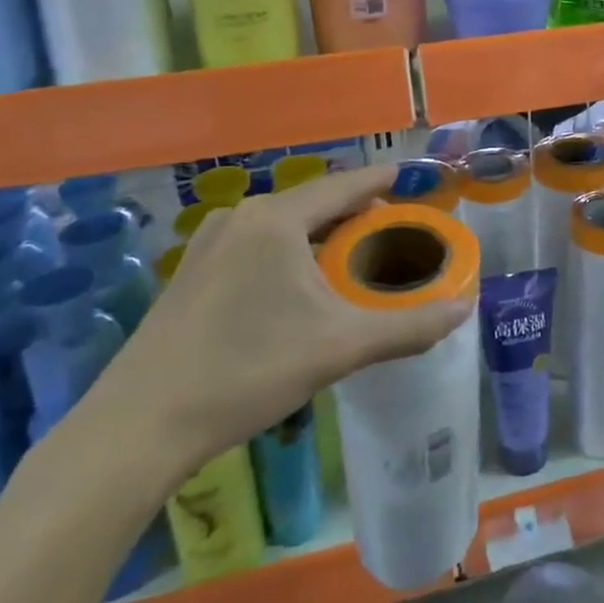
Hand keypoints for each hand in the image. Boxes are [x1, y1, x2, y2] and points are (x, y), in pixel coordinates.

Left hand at [86, 166, 475, 477]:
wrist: (139, 425)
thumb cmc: (247, 370)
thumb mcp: (338, 347)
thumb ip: (408, 326)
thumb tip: (464, 309)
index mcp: (277, 219)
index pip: (344, 185)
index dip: (381, 180)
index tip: (409, 177)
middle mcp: (241, 216)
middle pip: (314, 202)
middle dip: (354, 213)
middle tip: (391, 231)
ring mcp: (209, 243)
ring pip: (283, 225)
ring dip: (320, 235)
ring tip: (351, 258)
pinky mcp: (191, 272)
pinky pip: (256, 245)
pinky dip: (289, 251)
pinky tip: (298, 285)